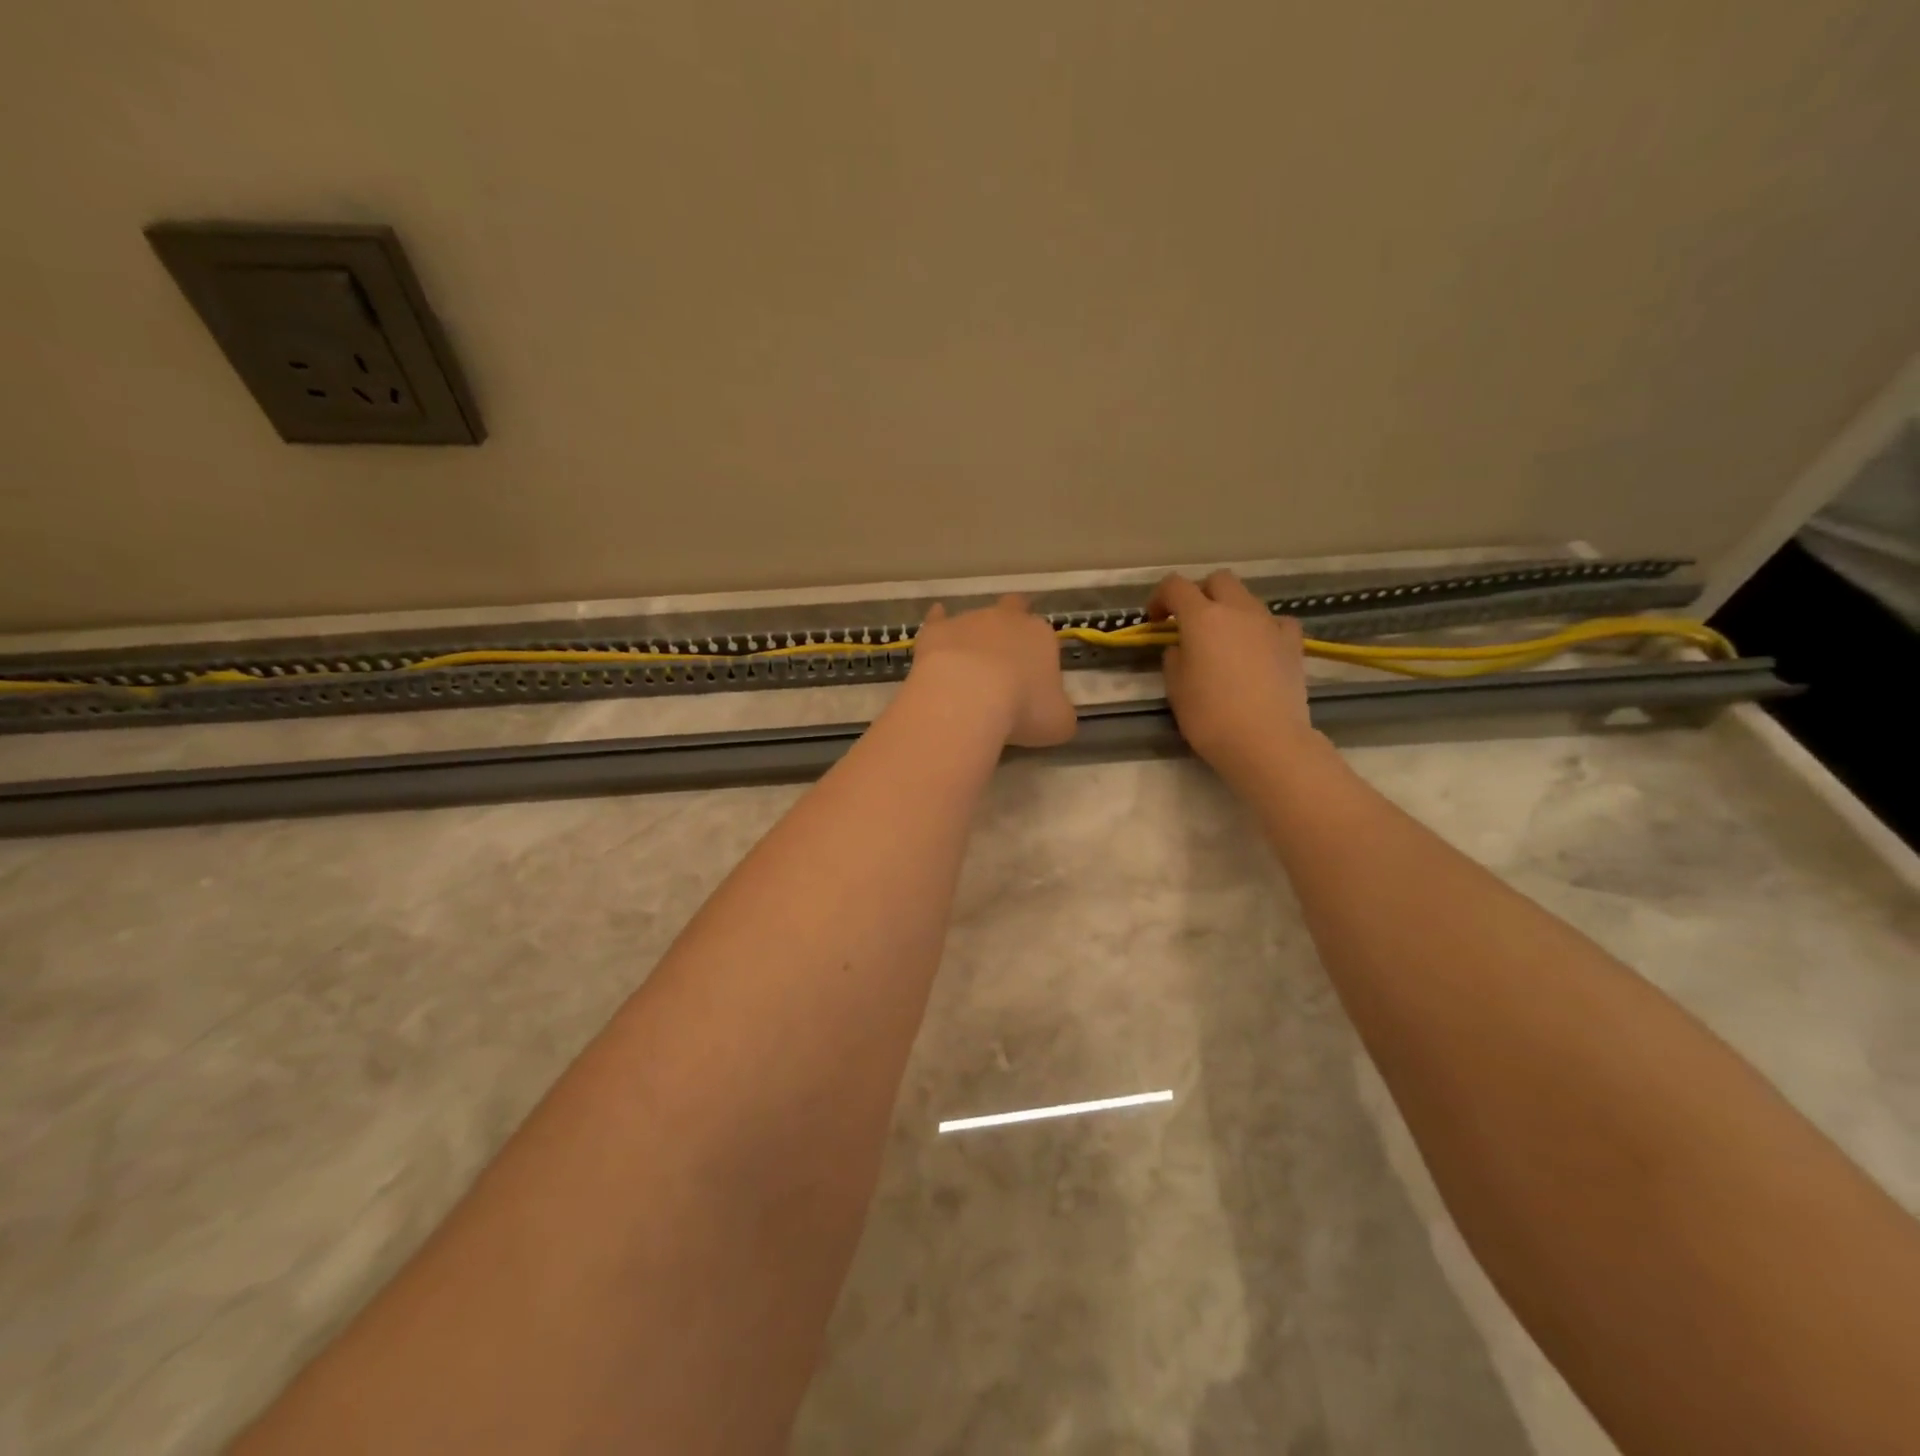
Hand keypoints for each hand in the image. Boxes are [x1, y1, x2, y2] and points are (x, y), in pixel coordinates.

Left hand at [908, 596, 1077, 747]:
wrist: (968, 698)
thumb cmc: (1022, 709)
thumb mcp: (1058, 722)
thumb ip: (1059, 713)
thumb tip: (1055, 714)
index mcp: (1042, 636)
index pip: (1045, 637)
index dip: (1039, 656)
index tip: (1033, 680)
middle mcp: (1007, 619)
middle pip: (1014, 610)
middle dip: (1011, 626)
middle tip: (1005, 656)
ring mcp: (969, 620)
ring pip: (976, 620)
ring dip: (975, 638)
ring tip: (968, 669)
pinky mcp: (937, 630)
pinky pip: (938, 619)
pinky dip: (939, 623)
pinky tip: (937, 633)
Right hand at [1148, 570, 1314, 785]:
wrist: (1267, 741)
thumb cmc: (1210, 716)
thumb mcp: (1175, 688)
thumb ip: (1174, 658)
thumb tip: (1181, 647)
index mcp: (1202, 618)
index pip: (1175, 586)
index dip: (1160, 598)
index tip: (1155, 621)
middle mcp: (1237, 610)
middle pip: (1218, 580)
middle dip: (1200, 594)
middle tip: (1189, 622)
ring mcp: (1270, 624)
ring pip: (1247, 598)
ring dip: (1230, 611)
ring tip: (1223, 641)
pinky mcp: (1293, 643)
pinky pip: (1276, 622)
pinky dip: (1262, 628)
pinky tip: (1258, 648)